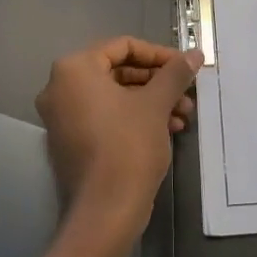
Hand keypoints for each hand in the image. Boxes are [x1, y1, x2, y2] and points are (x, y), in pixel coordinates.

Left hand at [34, 37, 202, 242]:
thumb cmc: (128, 145)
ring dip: (151, 102)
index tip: (185, 67)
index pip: (123, 46)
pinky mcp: (70, 140)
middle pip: (119, 71)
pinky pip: (105, 116)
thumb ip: (175, 73)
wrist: (106, 209)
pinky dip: (134, 118)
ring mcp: (62, 116)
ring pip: (115, 96)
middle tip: (187, 94)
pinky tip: (167, 130)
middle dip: (157, 82)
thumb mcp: (156, 103)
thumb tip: (195, 53)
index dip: (159, 54)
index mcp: (75, 69)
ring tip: (183, 117)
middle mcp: (60, 87)